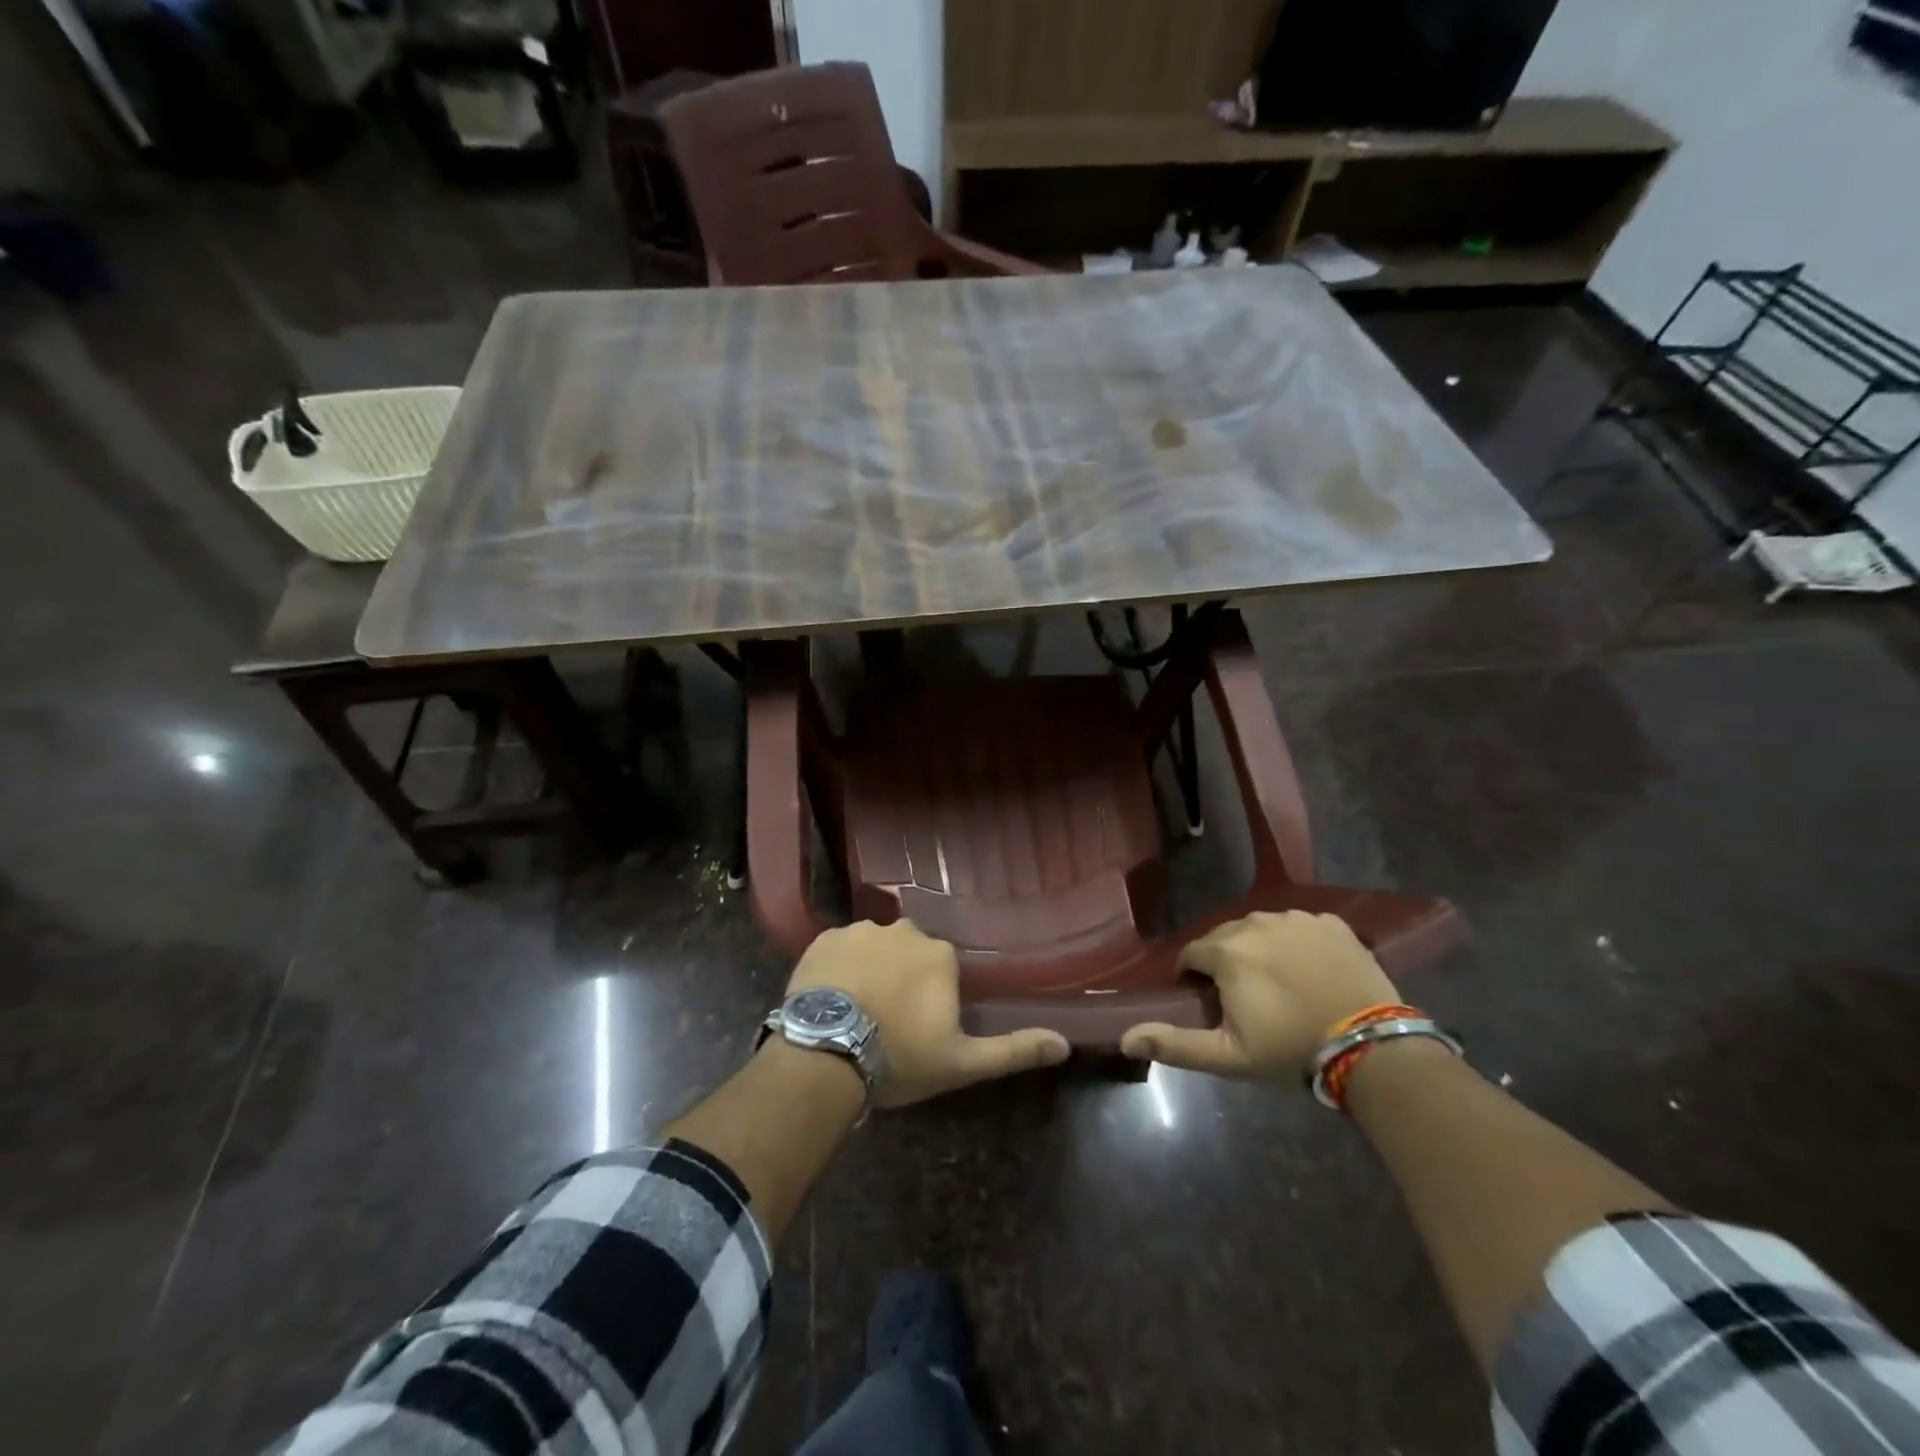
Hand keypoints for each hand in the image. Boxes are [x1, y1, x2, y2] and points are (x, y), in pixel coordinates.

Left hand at [786, 920, 1068, 1108]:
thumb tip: (1065, 1044)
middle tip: (886, 1019)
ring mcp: (859, 931)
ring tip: (855, 1011)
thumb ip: (1013, 1049)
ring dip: (870, 970)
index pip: (942, 968)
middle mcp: (903, 930)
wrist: (826, 1054)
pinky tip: (831, 999)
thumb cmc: (900, 1057)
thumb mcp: (961, 1062)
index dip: (931, 998)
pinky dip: (838, 968)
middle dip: (902, 978)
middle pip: (908, 952)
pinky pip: (839, 949)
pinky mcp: (823, 939)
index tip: (918, 1026)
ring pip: (873, 948)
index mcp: (939, 954)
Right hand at [1119, 911, 1398, 1080]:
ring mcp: (1296, 918)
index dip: (1194, 977)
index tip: (1208, 1000)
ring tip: (1277, 982)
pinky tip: (1309, 970)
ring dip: (1260, 949)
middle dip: (1225, 961)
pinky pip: (1299, 927)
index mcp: (1226, 950)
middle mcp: (1256, 922)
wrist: (1370, 1045)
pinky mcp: (1330, 922)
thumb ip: (1175, 1044)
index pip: (1192, 953)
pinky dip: (1296, 943)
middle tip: (1244, 996)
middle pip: (1226, 937)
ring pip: (1262, 928)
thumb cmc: (1290, 1048)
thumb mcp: (1228, 1055)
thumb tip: (1124, 1038)